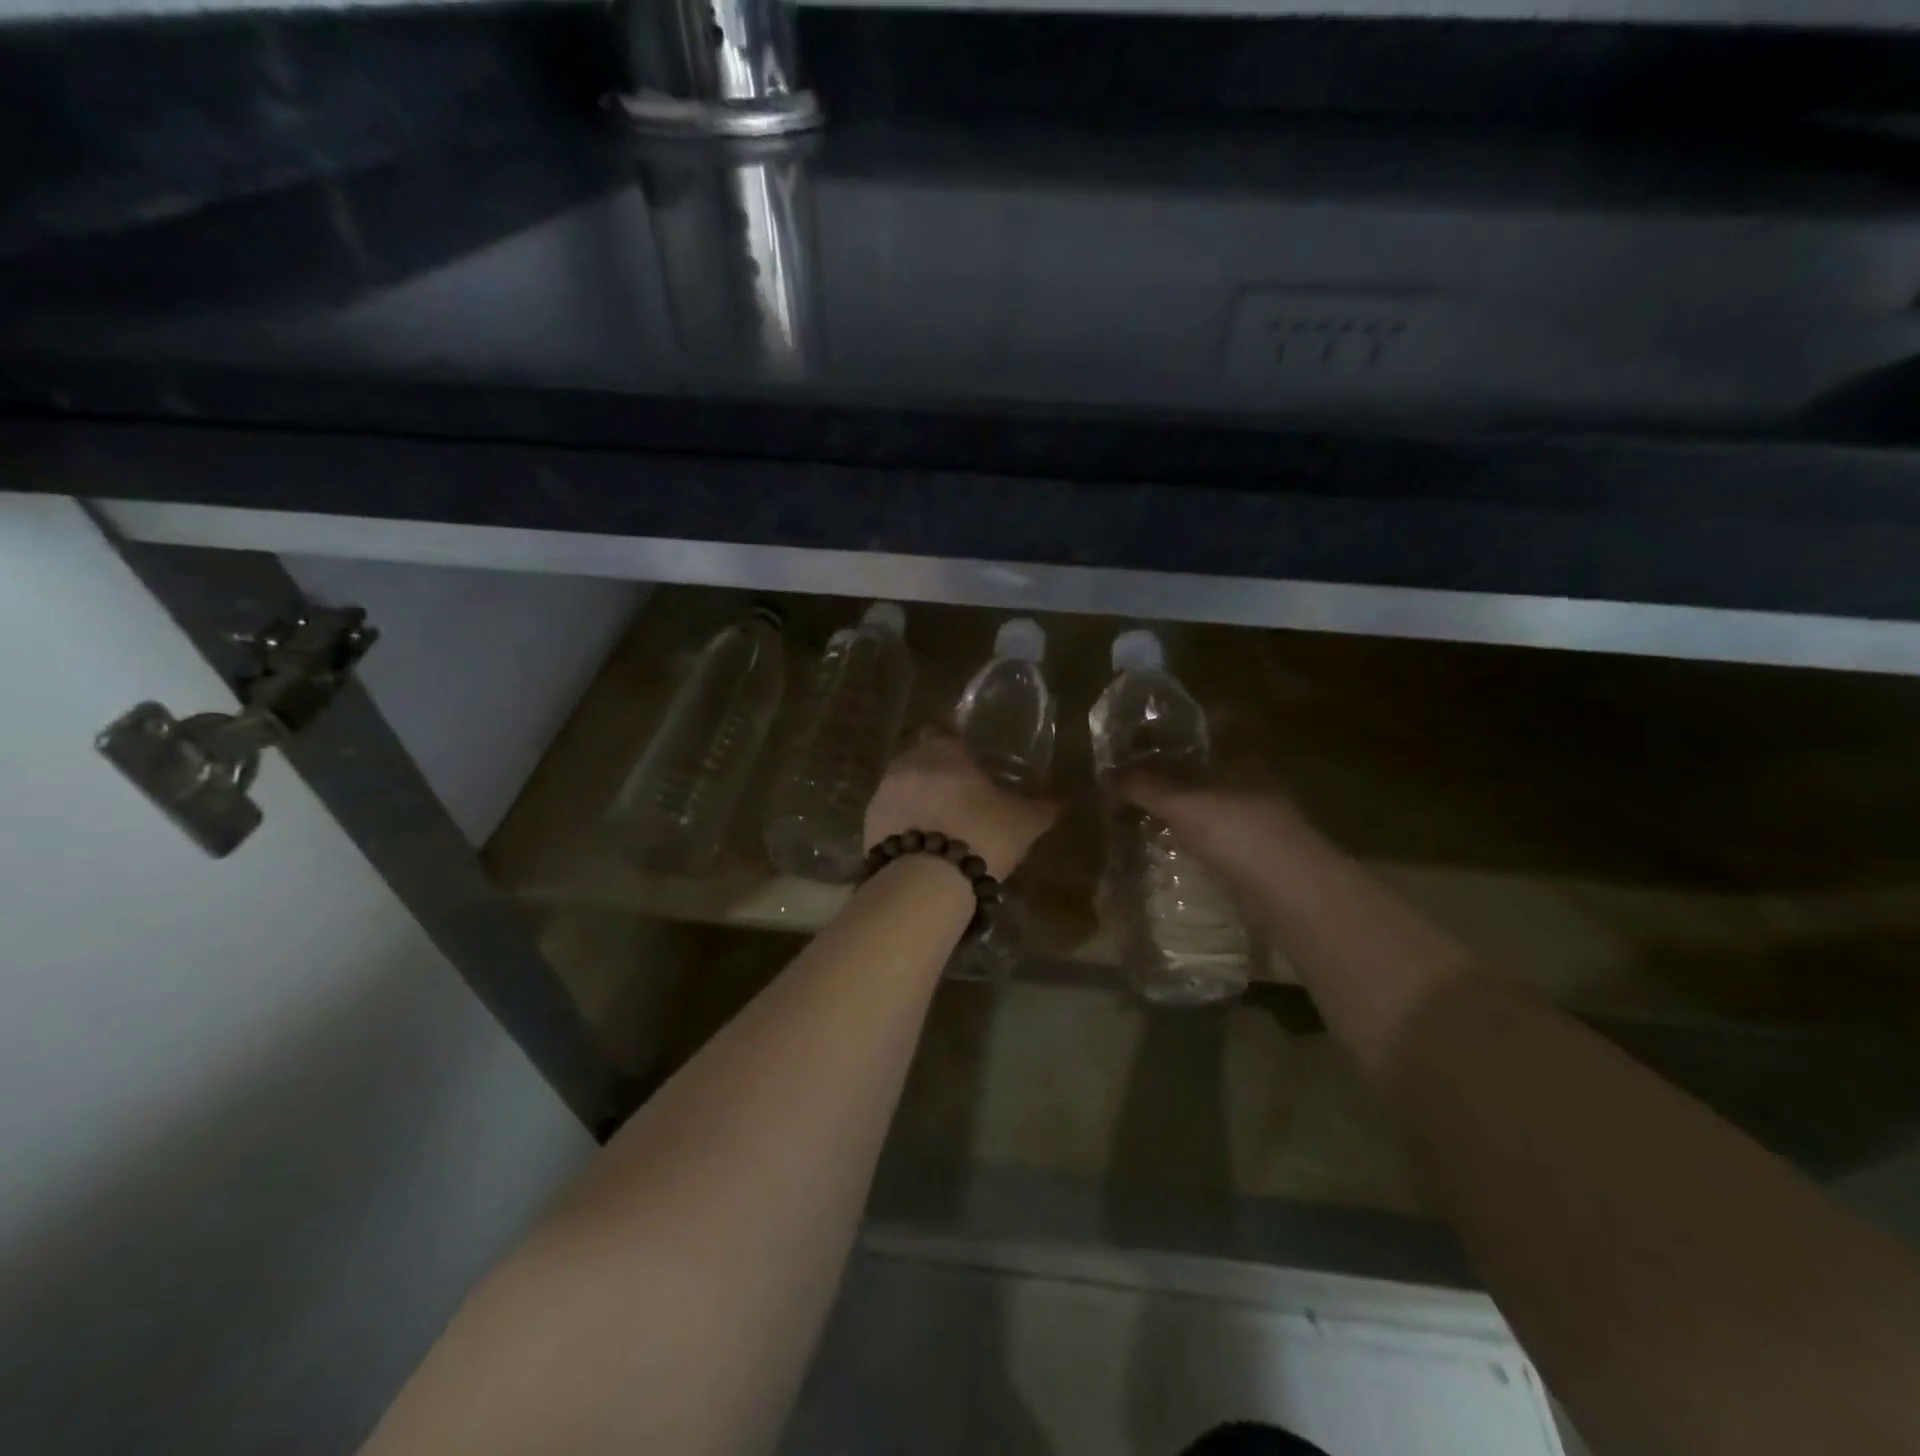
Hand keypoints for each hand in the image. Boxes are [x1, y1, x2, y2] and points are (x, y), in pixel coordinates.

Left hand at [865, 735, 1061, 879]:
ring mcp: (882, 794)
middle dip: (936, 773)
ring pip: (902, 787)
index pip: (945, 733)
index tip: (971, 765)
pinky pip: (889, 816)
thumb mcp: (1023, 823)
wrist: (926, 881)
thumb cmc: (981, 836)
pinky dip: (902, 824)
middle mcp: (907, 764)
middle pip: (921, 759)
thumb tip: (1062, 799)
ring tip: (940, 826)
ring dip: (917, 799)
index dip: (957, 748)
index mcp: (943, 751)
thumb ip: (1042, 807)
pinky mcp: (868, 825)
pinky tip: (920, 846)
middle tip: (959, 798)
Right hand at [1116, 772, 1314, 883]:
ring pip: (1213, 817)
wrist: (1292, 893)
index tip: (1130, 773)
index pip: (1192, 754)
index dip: (1160, 760)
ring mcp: (1262, 826)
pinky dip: (1199, 850)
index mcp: (1238, 765)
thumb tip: (1109, 775)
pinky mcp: (1264, 862)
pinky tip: (1179, 860)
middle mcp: (1254, 788)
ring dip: (1185, 824)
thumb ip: (1145, 788)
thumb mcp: (1180, 805)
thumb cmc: (1235, 834)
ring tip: (1148, 832)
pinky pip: (1221, 847)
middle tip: (1132, 804)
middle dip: (1171, 793)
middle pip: (1202, 785)